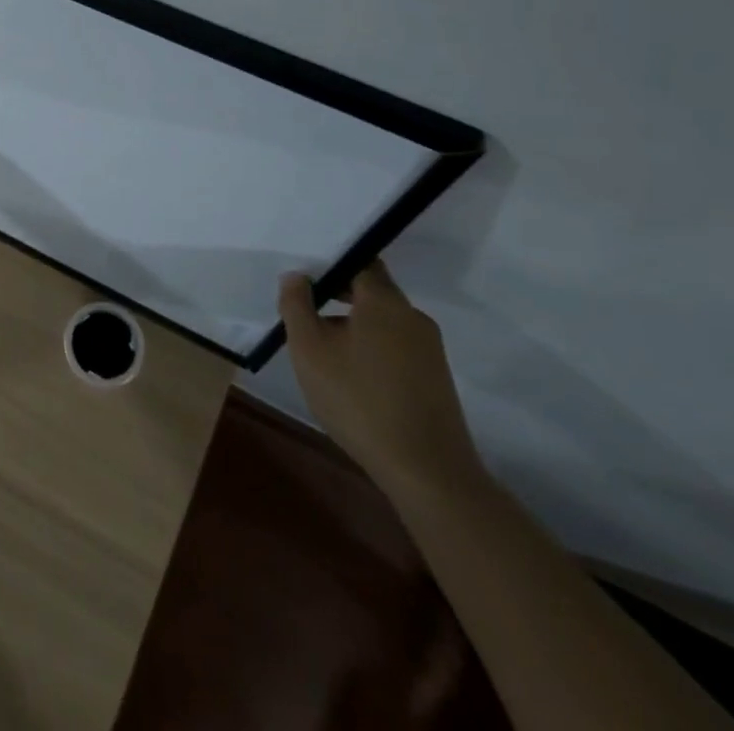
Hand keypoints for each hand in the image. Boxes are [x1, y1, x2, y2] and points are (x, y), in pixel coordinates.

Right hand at [279, 264, 484, 500]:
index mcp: (384, 300)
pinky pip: (397, 348)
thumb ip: (296, 305)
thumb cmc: (359, 400)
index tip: (305, 279)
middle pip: (372, 292)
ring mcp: (430, 349)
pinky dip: (372, 350)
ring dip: (353, 326)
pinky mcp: (436, 379)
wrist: (427, 471)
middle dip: (337, 297)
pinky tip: (353, 379)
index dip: (331, 264)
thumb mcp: (309, 350)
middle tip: (305, 313)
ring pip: (383, 322)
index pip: (360, 261)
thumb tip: (297, 276)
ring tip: (324, 352)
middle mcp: (412, 316)